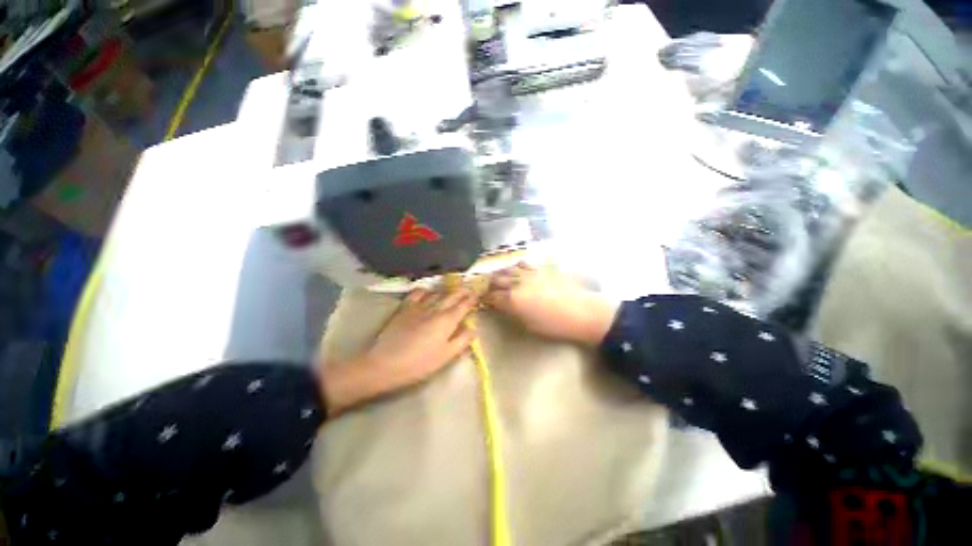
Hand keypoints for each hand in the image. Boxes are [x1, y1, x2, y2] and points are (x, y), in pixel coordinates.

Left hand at [320, 289, 477, 416]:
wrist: (385, 363)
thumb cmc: (419, 363)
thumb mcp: (446, 356)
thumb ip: (462, 340)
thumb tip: (473, 328)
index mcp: (447, 320)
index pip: (464, 305)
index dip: (472, 299)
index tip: (479, 294)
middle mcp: (435, 308)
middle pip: (452, 295)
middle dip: (463, 291)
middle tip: (470, 288)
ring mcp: (419, 306)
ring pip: (437, 293)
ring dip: (447, 289)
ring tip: (453, 288)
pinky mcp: (405, 308)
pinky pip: (418, 293)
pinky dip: (426, 290)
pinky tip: (428, 291)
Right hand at [485, 264, 617, 345]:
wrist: (581, 312)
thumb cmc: (554, 325)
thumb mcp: (529, 325)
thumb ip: (513, 313)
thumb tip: (504, 307)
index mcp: (513, 300)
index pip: (492, 297)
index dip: (485, 298)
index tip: (483, 300)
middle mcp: (517, 283)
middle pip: (496, 280)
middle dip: (489, 284)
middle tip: (488, 289)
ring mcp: (529, 273)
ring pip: (508, 269)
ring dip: (500, 273)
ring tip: (499, 277)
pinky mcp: (540, 268)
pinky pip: (523, 263)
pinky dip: (516, 266)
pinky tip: (517, 269)